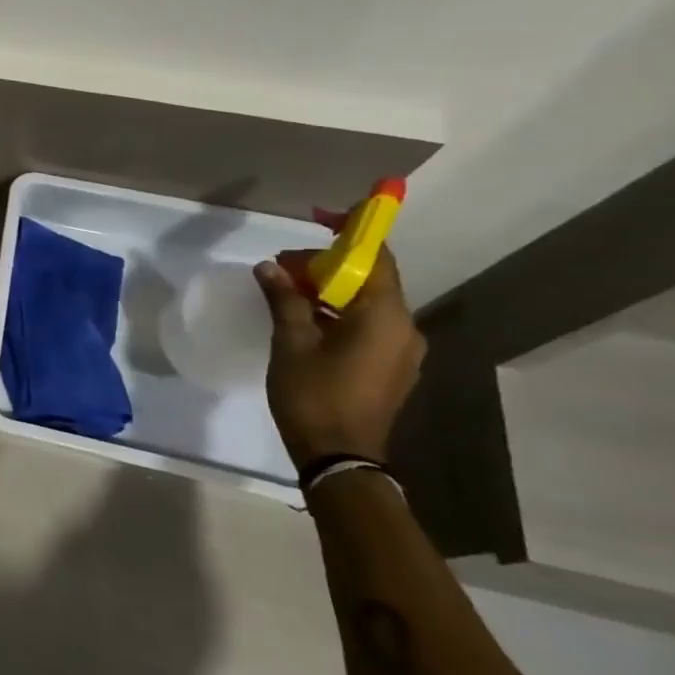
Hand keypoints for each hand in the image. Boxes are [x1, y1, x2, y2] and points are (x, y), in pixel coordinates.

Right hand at [254, 250, 425, 468]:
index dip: (352, 233)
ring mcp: (401, 350)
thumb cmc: (314, 395)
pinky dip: (339, 313)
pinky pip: (368, 325)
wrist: (340, 456)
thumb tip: (270, 267)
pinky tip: (306, 319)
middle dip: (328, 266)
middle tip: (282, 269)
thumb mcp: (291, 343)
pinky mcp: (391, 367)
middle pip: (371, 280)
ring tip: (287, 292)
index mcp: (385, 317)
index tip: (321, 218)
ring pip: (368, 304)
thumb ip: (284, 300)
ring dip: (330, 290)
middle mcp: (405, 328)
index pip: (376, 258)